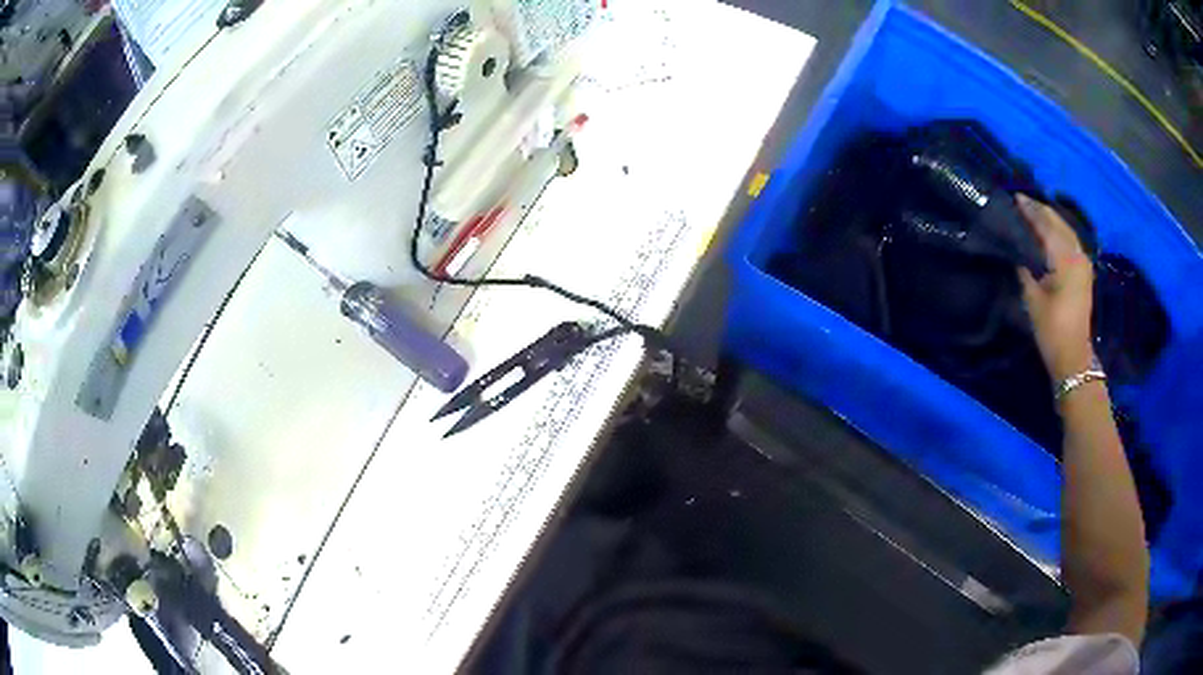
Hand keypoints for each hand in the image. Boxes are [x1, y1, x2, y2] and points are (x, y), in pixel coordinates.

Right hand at [1016, 195, 1095, 381]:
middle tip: (1020, 202)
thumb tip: (1017, 247)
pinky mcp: (1084, 271)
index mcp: (1065, 258)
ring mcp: (1083, 262)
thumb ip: (1025, 267)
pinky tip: (1047, 232)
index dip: (1029, 210)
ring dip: (1049, 219)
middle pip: (1057, 222)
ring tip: (1032, 213)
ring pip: (1065, 229)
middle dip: (1039, 211)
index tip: (1013, 198)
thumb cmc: (1052, 329)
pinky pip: (1069, 240)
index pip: (1045, 224)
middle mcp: (1077, 254)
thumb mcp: (1032, 298)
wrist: (1074, 357)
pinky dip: (1057, 231)